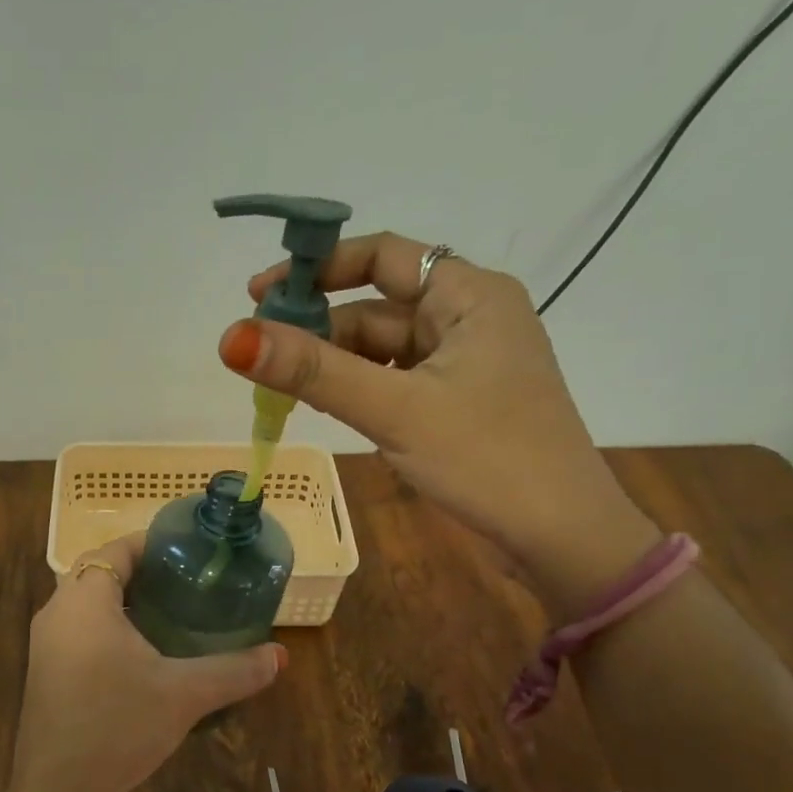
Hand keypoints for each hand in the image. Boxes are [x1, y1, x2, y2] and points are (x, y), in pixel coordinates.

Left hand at [4, 534, 284, 791]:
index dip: (150, 544)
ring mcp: (45, 645)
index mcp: (84, 601)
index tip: (188, 552)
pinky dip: (107, 628)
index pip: (115, 550)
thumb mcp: (184, 694)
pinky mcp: (45, 673)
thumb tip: (280, 656)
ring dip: (121, 601)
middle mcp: (56, 613)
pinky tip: (140, 656)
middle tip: (185, 583)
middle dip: (139, 572)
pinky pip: (77, 631)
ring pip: (85, 604)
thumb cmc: (118, 726)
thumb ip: (234, 670)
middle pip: (97, 572)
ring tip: (169, 614)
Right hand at [218, 233, 660, 617]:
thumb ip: (314, 373)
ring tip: (277, 388)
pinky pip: (395, 380)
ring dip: (333, 364)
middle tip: (257, 357)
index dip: (317, 269)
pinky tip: (324, 406)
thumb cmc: (487, 459)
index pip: (383, 256)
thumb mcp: (395, 411)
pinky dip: (358, 388)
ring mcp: (464, 362)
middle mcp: (468, 317)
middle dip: (318, 328)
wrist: (561, 535)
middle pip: (376, 306)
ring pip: (382, 348)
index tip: (258, 295)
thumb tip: (230, 338)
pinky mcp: (457, 401)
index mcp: (469, 296)